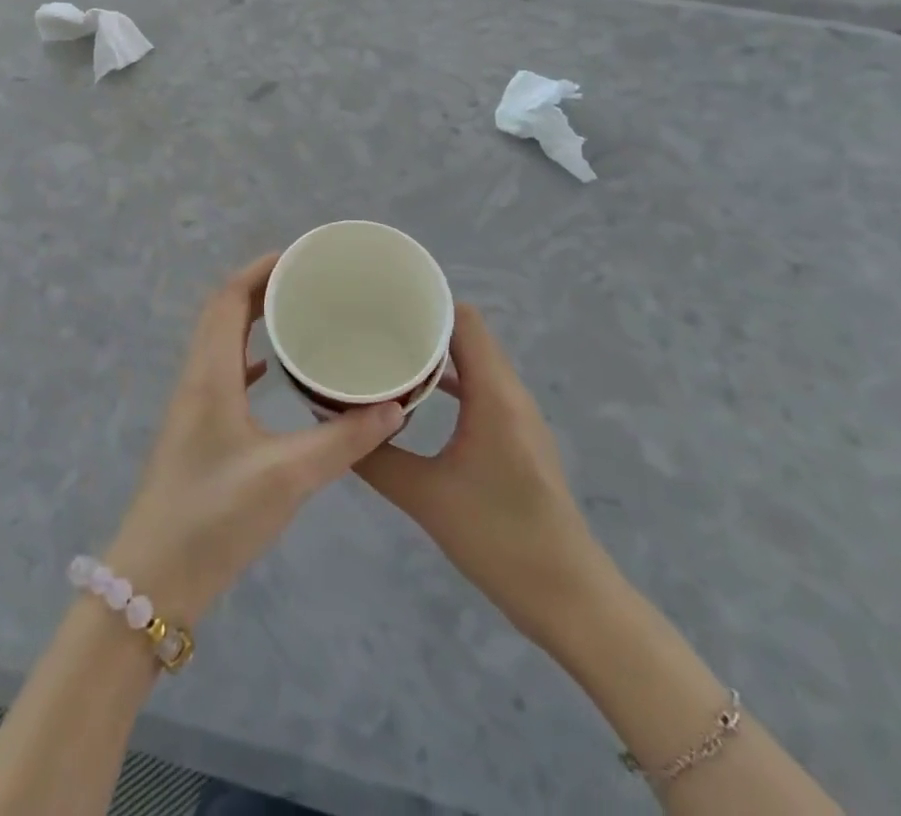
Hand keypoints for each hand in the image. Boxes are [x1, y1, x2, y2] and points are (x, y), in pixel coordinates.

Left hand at [105, 254, 403, 624]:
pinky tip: (271, 371)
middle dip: (262, 287)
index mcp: (210, 374)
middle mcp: (197, 378)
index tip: (302, 257)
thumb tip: (394, 408)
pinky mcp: (198, 431)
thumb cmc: (214, 518)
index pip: (228, 298)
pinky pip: (223, 372)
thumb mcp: (287, 478)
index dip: (261, 269)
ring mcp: (193, 405)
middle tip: (310, 282)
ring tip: (298, 314)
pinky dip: (248, 356)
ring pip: (221, 341)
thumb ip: (344, 442)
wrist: (154, 581)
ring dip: (253, 319)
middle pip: (224, 312)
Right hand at [356, 304, 610, 646]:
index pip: (463, 319)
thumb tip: (332, 427)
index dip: (426, 302)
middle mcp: (509, 393)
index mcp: (494, 394)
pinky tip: (414, 398)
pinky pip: (479, 388)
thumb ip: (377, 457)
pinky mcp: (516, 436)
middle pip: (467, 335)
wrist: (568, 598)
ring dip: (435, 354)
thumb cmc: (500, 539)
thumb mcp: (426, 498)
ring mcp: (517, 415)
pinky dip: (449, 382)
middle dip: (421, 324)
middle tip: (371, 325)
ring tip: (386, 353)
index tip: (381, 301)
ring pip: (473, 362)